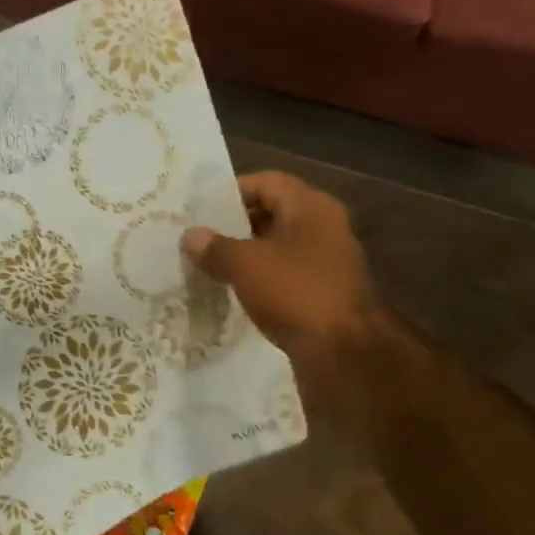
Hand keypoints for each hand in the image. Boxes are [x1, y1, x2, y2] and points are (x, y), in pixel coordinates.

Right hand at [180, 172, 394, 399]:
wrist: (344, 351)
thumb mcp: (245, 264)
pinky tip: (233, 291)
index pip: (267, 182)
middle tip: (199, 238)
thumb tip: (190, 236)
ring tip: (209, 265)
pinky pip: (284, 275)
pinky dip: (260, 279)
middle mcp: (323, 228)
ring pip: (277, 247)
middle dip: (235, 224)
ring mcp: (326, 262)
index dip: (232, 191)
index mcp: (311, 207)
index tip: (200, 210)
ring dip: (245, 254)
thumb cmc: (295, 291)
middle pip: (272, 214)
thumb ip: (214, 247)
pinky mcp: (323, 293)